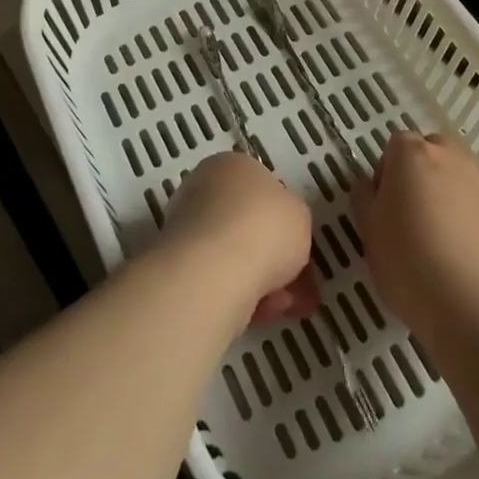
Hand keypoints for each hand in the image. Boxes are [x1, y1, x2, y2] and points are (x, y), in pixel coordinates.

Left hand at [163, 150, 318, 322]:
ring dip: (263, 280)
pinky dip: (242, 296)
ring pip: (235, 256)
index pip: (260, 186)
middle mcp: (204, 189)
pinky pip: (219, 280)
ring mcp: (186, 228)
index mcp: (232, 165)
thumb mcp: (300, 215)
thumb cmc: (265, 228)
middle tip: (298, 282)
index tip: (298, 243)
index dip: (283, 217)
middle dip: (274, 255)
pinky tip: (262, 313)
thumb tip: (282, 230)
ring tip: (286, 306)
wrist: (215, 271)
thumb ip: (293, 218)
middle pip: (247, 224)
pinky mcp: (178, 267)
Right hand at [359, 132, 478, 341]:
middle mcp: (448, 156)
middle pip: (428, 152)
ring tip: (434, 236)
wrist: (474, 304)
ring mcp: (478, 181)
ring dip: (442, 192)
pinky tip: (457, 250)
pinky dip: (463, 214)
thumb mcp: (369, 230)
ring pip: (453, 175)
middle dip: (417, 173)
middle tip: (408, 214)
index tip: (383, 205)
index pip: (394, 145)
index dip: (386, 173)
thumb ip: (364, 197)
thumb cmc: (408, 261)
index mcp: (411, 153)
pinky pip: (472, 200)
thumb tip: (368, 184)